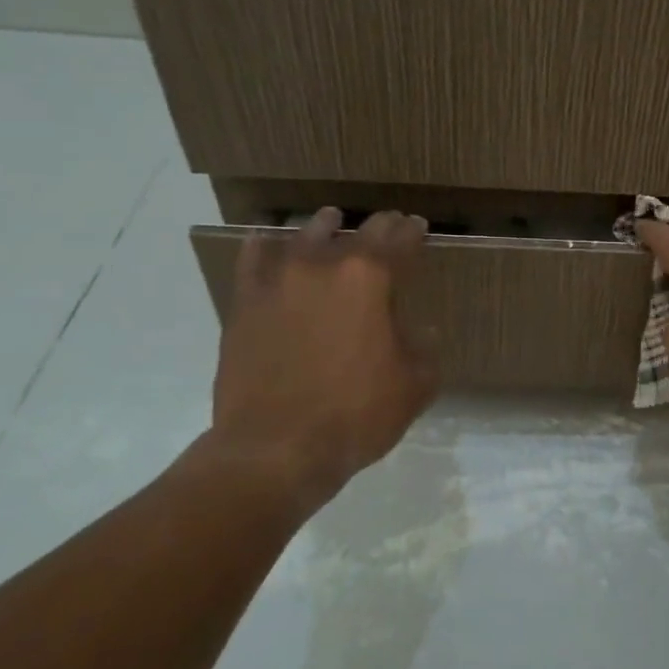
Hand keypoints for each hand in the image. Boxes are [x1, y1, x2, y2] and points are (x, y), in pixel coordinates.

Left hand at [205, 209, 438, 511]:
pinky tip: (267, 243)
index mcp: (370, 279)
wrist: (276, 448)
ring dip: (323, 226)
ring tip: (330, 220)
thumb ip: (423, 349)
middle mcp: (323, 267)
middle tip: (388, 225)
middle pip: (356, 232)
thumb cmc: (357, 415)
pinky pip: (252, 262)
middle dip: (378, 226)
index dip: (413, 231)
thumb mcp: (414, 386)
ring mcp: (278, 282)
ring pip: (303, 236)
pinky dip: (264, 247)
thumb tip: (420, 331)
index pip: (399, 240)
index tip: (419, 226)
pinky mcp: (244, 305)